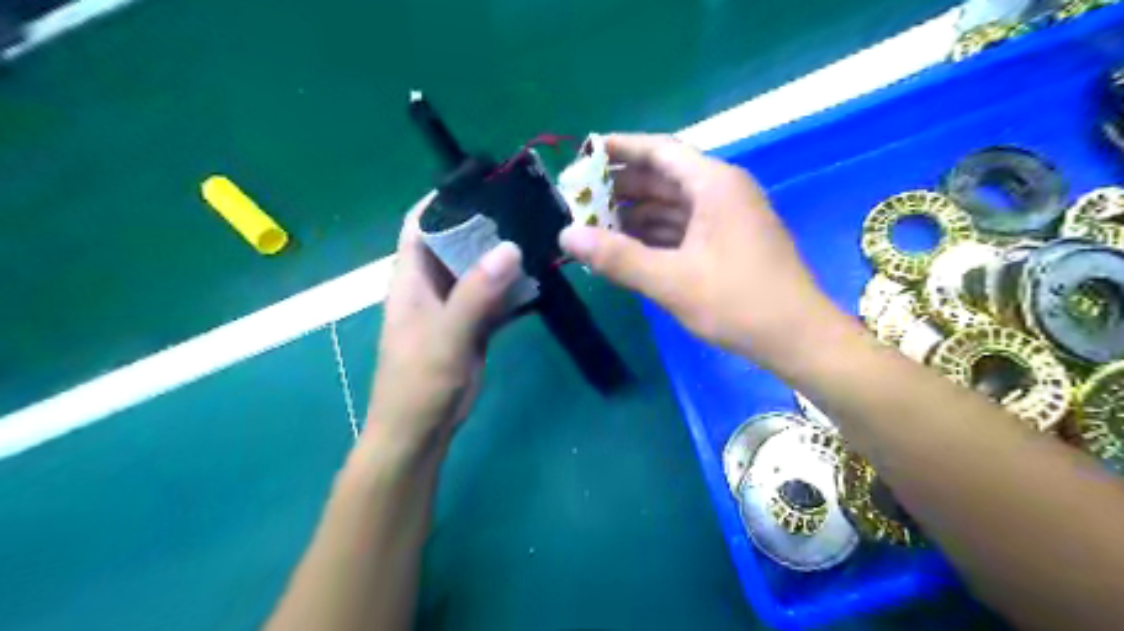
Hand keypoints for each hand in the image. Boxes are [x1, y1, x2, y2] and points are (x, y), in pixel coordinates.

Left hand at [370, 191, 526, 448]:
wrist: (421, 431)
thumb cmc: (419, 384)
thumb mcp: (446, 337)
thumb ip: (475, 294)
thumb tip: (510, 247)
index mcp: (412, 278)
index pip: (422, 223)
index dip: (446, 198)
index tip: (485, 181)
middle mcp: (432, 284)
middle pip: (456, 241)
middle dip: (486, 223)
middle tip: (527, 205)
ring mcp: (454, 305)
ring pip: (479, 268)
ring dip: (503, 254)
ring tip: (540, 233)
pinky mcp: (472, 325)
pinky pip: (494, 296)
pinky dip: (513, 287)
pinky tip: (539, 278)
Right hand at [560, 136, 832, 367]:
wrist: (797, 338)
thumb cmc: (738, 302)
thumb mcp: (671, 280)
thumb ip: (617, 257)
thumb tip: (566, 236)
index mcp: (714, 184)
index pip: (660, 151)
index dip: (620, 149)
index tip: (584, 154)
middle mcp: (722, 191)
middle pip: (664, 178)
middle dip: (621, 188)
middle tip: (580, 199)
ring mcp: (728, 218)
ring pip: (673, 206)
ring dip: (636, 215)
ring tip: (595, 226)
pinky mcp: (729, 243)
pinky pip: (684, 228)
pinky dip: (655, 235)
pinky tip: (629, 248)